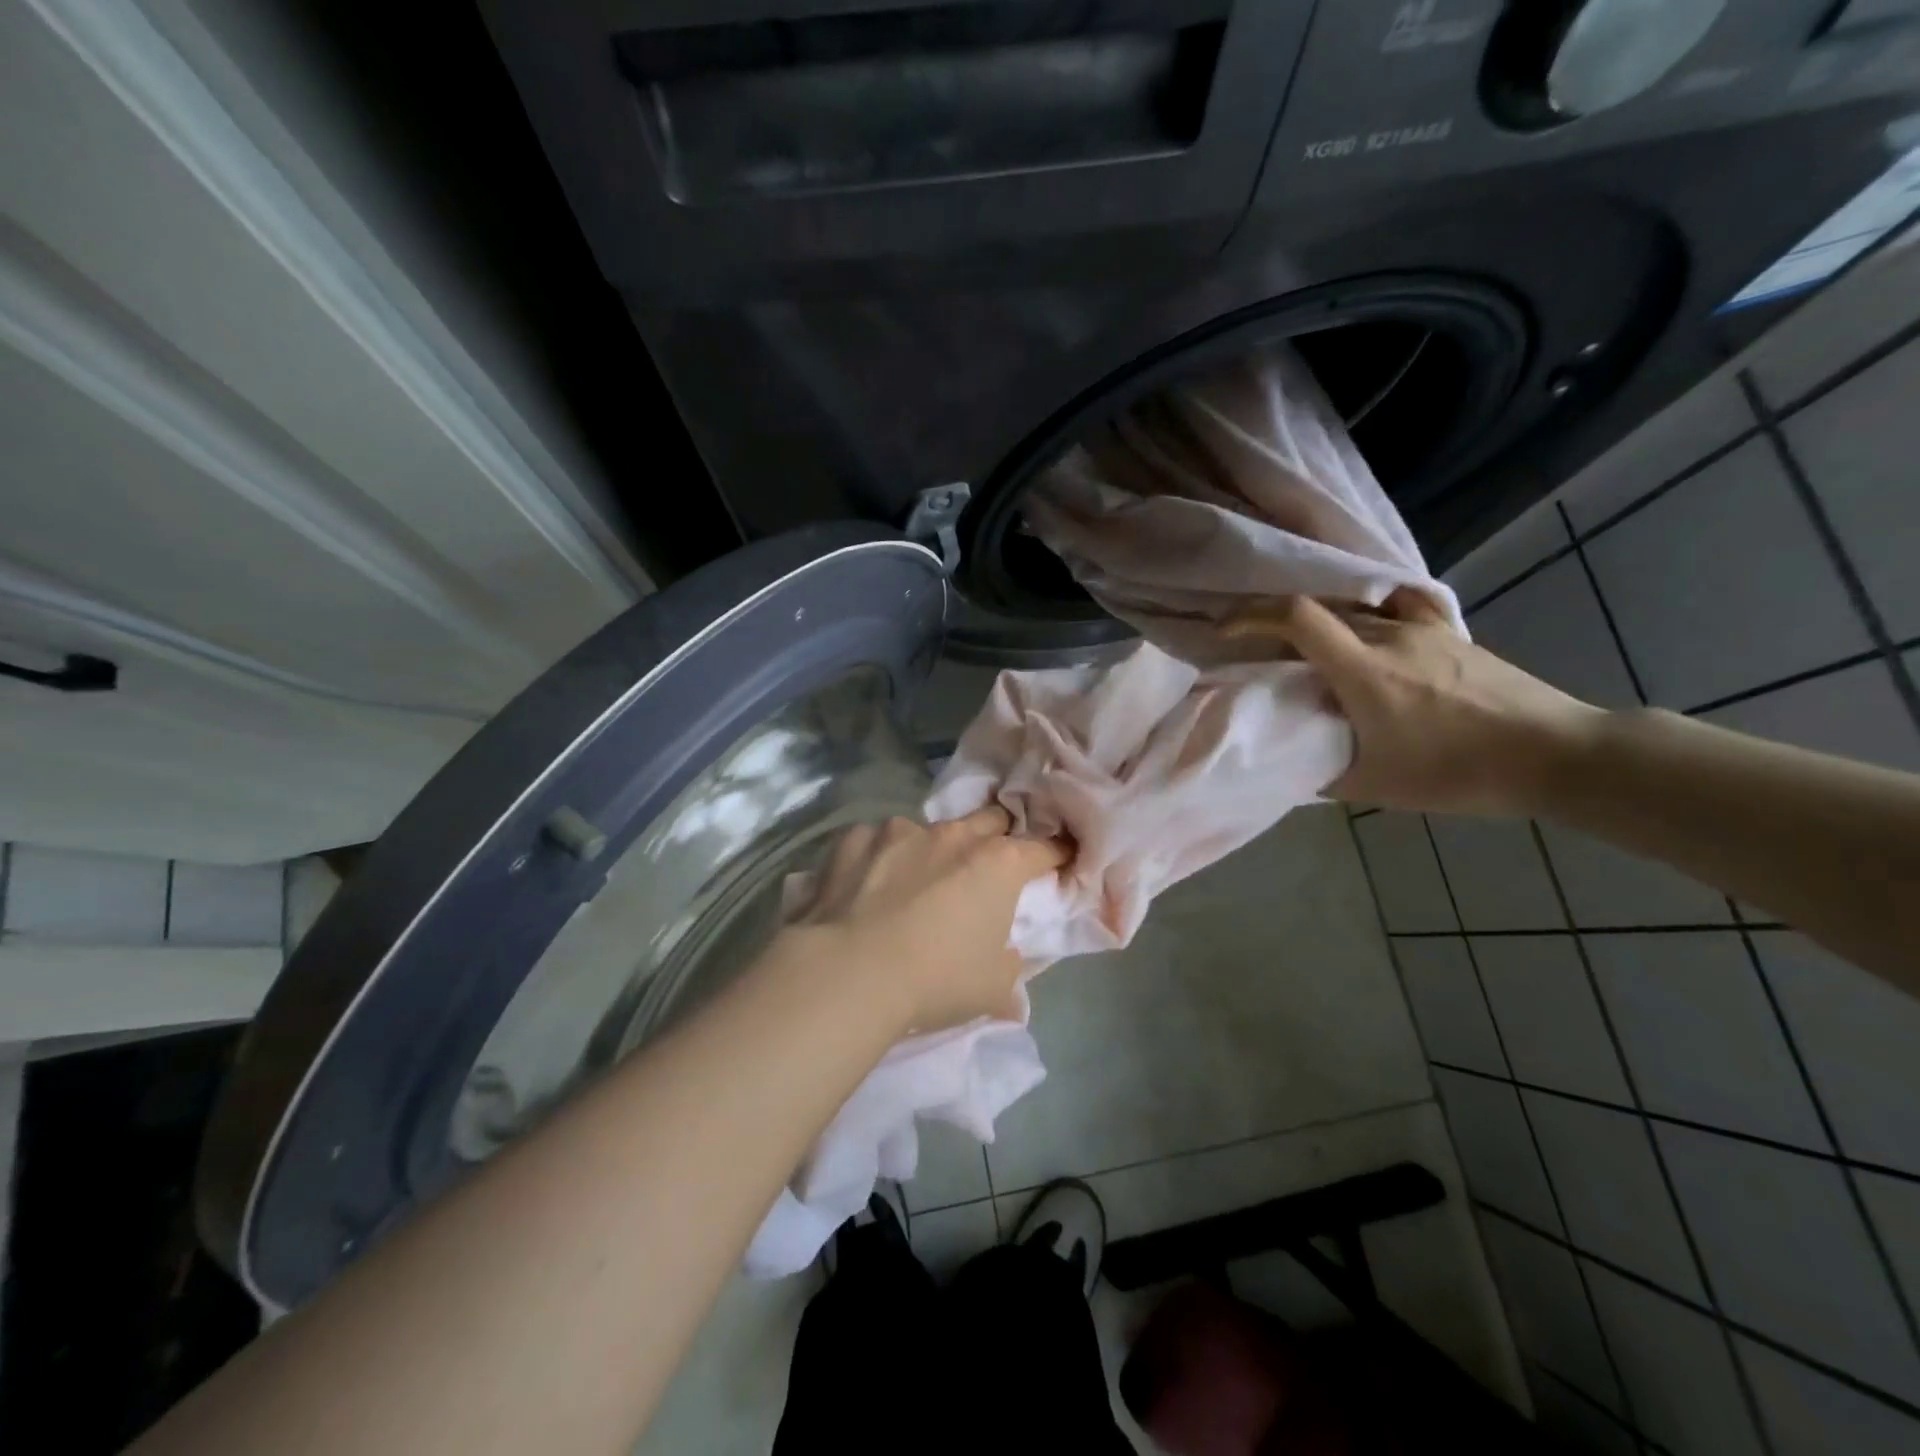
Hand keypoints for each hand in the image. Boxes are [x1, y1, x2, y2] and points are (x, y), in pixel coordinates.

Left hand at [781, 808, 1068, 1031]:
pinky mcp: (855, 839)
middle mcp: (953, 835)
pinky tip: (866, 886)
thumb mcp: (992, 989)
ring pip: (929, 829)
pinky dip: (880, 858)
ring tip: (915, 883)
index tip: (1057, 861)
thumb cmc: (935, 980)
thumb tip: (1009, 962)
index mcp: (998, 864)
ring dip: (932, 850)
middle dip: (997, 837)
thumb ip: (1010, 968)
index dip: (1054, 855)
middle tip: (988, 866)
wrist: (849, 973)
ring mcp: (900, 831)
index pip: (1043, 848)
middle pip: (990, 820)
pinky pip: (876, 841)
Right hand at [1230, 590, 1604, 815]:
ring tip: (1311, 656)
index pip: (1296, 617)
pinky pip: (1395, 609)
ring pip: (1353, 614)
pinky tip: (1370, 634)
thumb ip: (1322, 773)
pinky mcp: (1450, 634)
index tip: (1224, 630)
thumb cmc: (1460, 773)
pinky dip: (1368, 616)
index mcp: (1364, 671)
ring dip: (1321, 629)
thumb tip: (1290, 766)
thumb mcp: (1377, 787)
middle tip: (1260, 656)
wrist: (1558, 755)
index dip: (1250, 615)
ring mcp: (1424, 629)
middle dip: (1277, 627)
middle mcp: (1390, 636)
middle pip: (1318, 612)